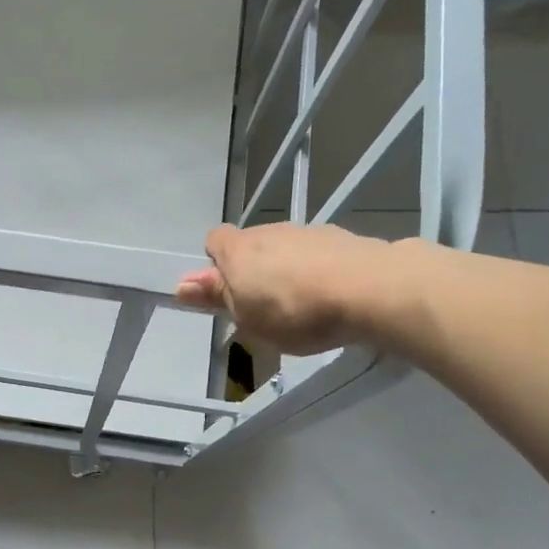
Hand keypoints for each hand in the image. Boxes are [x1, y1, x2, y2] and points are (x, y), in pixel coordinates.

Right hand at [175, 223, 407, 354]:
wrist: (368, 289)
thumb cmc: (293, 310)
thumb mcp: (246, 317)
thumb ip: (216, 298)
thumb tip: (180, 286)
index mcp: (238, 250)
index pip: (214, 240)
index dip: (216, 263)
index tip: (227, 292)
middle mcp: (269, 232)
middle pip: (251, 245)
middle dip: (253, 270)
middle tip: (264, 307)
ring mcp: (306, 231)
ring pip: (285, 249)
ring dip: (287, 270)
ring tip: (302, 306)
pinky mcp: (340, 237)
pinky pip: (317, 254)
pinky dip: (317, 270)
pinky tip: (331, 297)